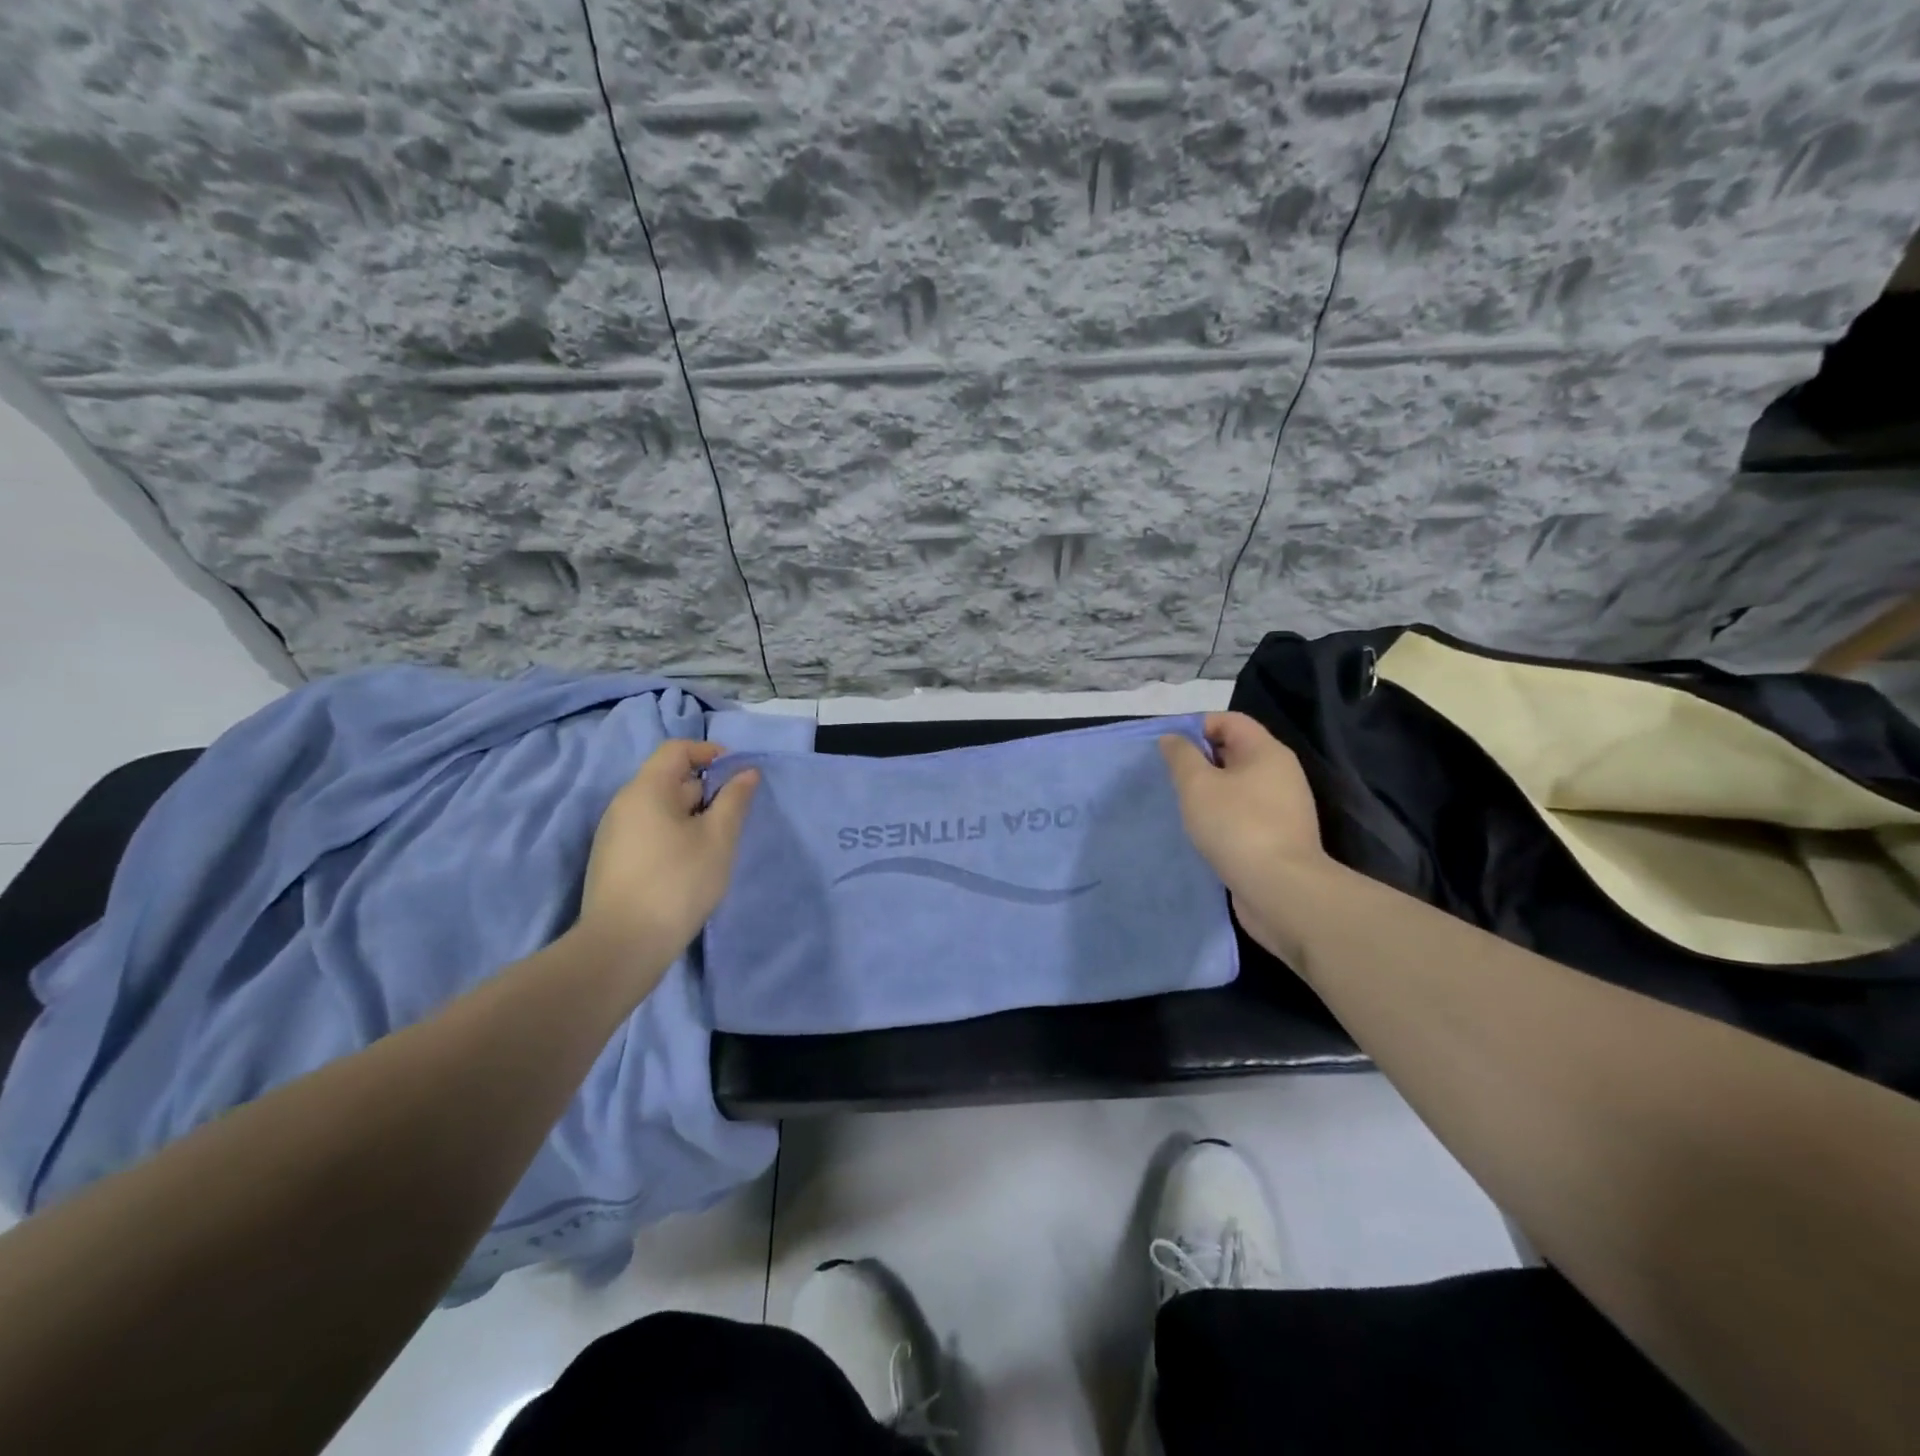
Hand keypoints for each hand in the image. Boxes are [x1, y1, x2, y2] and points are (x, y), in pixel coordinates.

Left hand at [576, 740, 758, 966]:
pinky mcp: (613, 861)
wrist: (622, 946)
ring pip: (660, 809)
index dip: (709, 753)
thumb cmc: (678, 882)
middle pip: (669, 779)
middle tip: (734, 817)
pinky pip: (649, 832)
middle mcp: (624, 804)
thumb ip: (735, 800)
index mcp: (646, 789)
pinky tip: (691, 865)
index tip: (737, 773)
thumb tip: (746, 773)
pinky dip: (674, 835)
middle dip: (706, 789)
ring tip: (716, 845)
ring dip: (692, 816)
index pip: (677, 750)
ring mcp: (614, 834)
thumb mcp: (718, 839)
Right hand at [1160, 712, 1334, 958]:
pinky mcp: (1280, 836)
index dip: (1196, 727)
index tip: (1169, 750)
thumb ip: (1181, 756)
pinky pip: (1245, 813)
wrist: (1280, 890)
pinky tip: (1205, 832)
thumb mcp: (1197, 785)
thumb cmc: (1236, 826)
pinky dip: (1224, 816)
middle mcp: (1281, 773)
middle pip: (1235, 751)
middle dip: (1201, 760)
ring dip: (1210, 792)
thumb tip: (1173, 738)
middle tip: (1171, 779)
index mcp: (1266, 751)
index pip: (1229, 720)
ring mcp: (1284, 807)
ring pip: (1239, 785)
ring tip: (1184, 807)